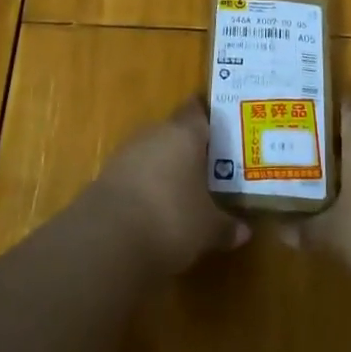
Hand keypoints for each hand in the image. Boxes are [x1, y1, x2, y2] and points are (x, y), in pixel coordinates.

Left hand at [90, 102, 250, 277]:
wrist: (108, 240)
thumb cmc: (171, 220)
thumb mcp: (207, 229)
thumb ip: (225, 226)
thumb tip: (244, 231)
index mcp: (184, 134)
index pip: (197, 111)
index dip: (208, 118)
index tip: (221, 129)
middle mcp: (154, 133)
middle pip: (174, 131)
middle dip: (188, 147)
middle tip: (207, 166)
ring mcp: (126, 153)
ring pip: (152, 152)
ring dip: (164, 167)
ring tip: (182, 190)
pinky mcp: (106, 177)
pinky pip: (133, 174)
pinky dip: (144, 186)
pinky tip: (153, 209)